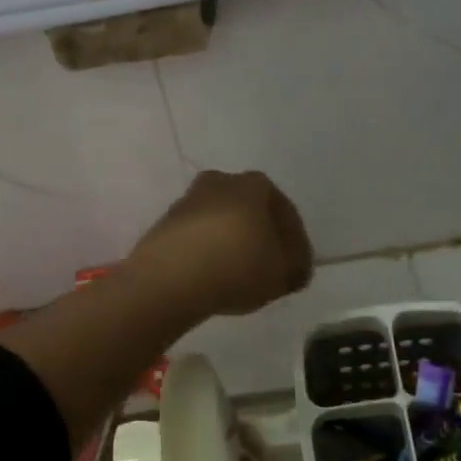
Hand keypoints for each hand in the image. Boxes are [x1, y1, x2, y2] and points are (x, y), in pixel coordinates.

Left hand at [124, 170, 312, 318]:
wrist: (169, 279)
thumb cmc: (237, 266)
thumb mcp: (283, 273)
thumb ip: (296, 266)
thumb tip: (296, 266)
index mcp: (254, 184)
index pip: (284, 210)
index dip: (294, 241)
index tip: (296, 265)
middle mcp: (219, 182)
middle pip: (249, 211)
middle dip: (260, 236)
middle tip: (268, 268)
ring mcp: (187, 202)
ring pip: (220, 223)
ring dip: (231, 243)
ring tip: (239, 275)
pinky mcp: (164, 225)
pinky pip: (197, 238)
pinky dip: (207, 252)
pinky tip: (212, 276)